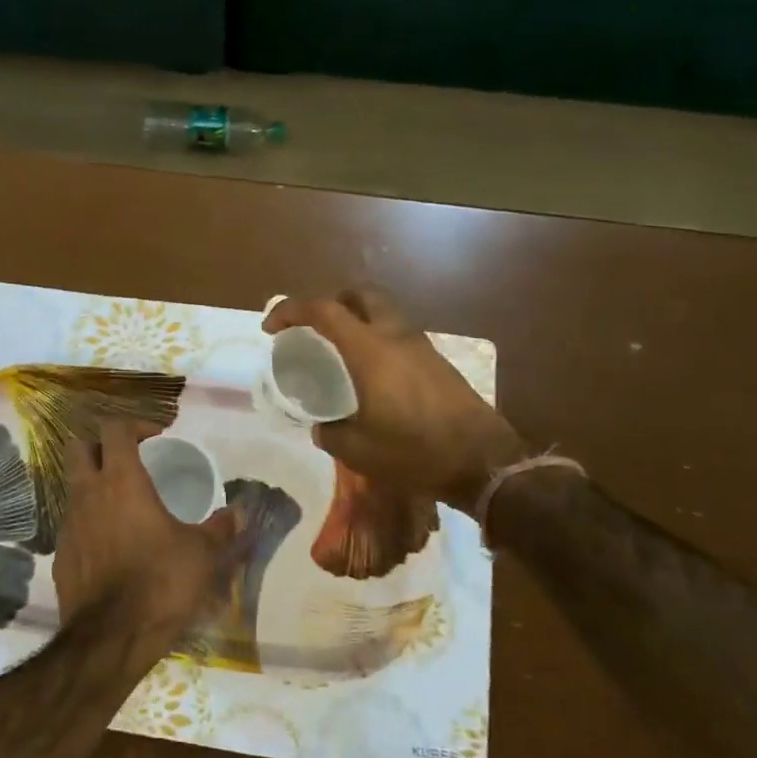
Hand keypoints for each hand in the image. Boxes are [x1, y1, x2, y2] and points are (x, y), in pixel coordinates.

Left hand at [53, 421, 242, 644]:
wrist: (110, 638)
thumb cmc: (160, 583)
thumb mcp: (202, 554)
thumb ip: (221, 529)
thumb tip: (239, 513)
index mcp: (121, 481)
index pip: (115, 429)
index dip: (135, 425)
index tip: (156, 436)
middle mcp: (88, 494)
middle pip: (80, 448)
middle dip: (102, 446)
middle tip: (129, 460)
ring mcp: (68, 524)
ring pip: (74, 487)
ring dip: (95, 486)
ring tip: (124, 506)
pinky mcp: (60, 555)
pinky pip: (73, 525)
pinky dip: (90, 523)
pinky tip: (112, 546)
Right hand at [265, 287, 525, 510]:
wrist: (484, 461)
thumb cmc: (415, 452)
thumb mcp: (359, 451)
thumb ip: (331, 433)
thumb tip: (321, 427)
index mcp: (369, 350)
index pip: (323, 310)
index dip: (291, 310)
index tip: (271, 328)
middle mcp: (394, 336)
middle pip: (360, 296)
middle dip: (331, 302)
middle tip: (314, 328)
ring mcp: (421, 346)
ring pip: (383, 313)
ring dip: (358, 320)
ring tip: (340, 353)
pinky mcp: (437, 362)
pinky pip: (398, 335)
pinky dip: (377, 340)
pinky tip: (372, 375)